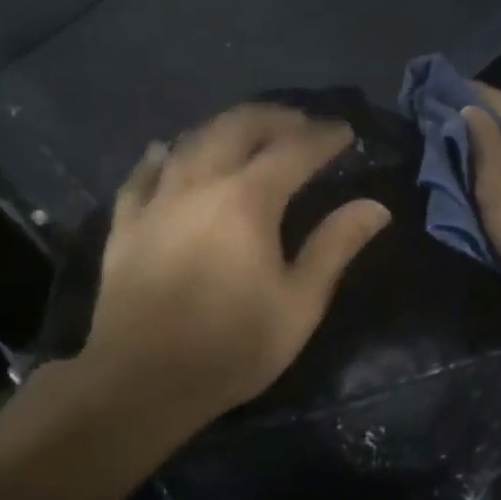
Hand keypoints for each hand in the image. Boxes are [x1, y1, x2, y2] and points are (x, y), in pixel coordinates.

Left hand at [76, 104, 390, 431]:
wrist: (143, 381)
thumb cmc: (233, 347)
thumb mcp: (299, 304)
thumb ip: (335, 247)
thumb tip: (375, 207)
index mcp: (247, 201)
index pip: (293, 151)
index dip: (323, 137)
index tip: (345, 131)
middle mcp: (199, 185)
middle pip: (236, 128)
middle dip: (273, 117)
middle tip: (299, 122)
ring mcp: (156, 202)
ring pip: (189, 142)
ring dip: (223, 128)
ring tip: (246, 132)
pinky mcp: (125, 226)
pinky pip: (142, 175)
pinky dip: (162, 156)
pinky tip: (168, 151)